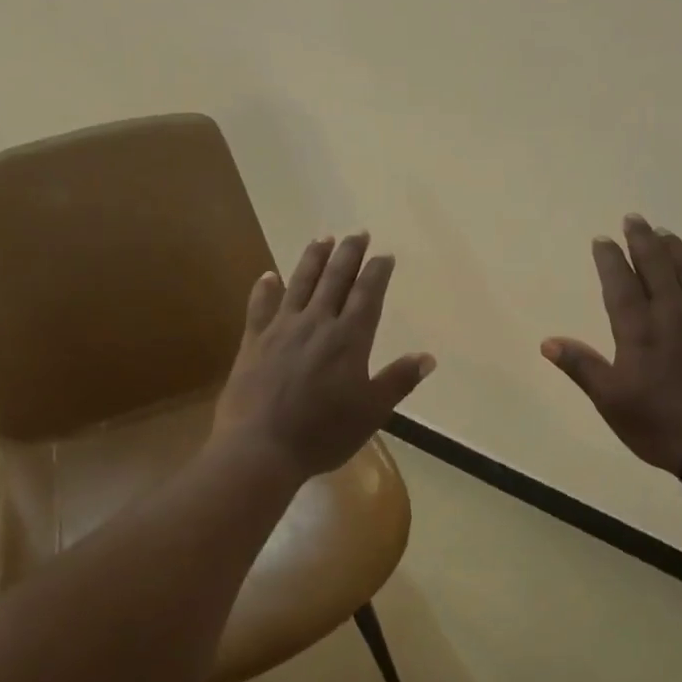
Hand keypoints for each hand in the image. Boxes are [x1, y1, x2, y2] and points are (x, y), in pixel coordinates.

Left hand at [211, 233, 435, 481]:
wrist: (260, 447)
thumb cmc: (322, 433)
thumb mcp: (371, 412)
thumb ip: (398, 380)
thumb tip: (428, 356)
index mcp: (349, 338)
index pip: (367, 294)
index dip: (377, 272)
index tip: (384, 254)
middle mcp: (316, 323)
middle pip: (335, 279)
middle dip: (349, 254)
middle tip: (358, 233)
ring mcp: (281, 329)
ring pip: (300, 282)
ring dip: (313, 258)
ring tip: (323, 238)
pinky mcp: (254, 341)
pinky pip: (260, 306)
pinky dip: (266, 288)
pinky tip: (269, 275)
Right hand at [542, 215, 681, 473]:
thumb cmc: (660, 426)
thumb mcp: (611, 401)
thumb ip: (582, 367)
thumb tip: (548, 342)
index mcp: (639, 330)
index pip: (620, 284)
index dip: (610, 260)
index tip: (603, 239)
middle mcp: (674, 316)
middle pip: (657, 268)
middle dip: (643, 241)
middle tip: (635, 219)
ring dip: (677, 252)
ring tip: (667, 234)